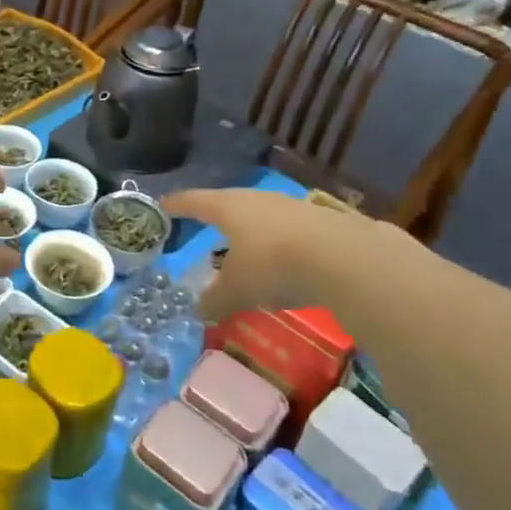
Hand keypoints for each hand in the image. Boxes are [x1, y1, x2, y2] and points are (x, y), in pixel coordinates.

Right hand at [162, 187, 409, 324]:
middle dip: (219, 217)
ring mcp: (293, 206)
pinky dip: (285, 245)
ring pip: (264, 216)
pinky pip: (293, 232)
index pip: (194, 201)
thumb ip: (215, 300)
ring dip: (255, 232)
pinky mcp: (324, 221)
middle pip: (230, 204)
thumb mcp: (237, 290)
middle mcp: (257, 199)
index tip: (164, 204)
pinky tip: (290, 263)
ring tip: (250, 252)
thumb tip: (199, 310)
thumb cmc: (274, 265)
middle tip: (208, 228)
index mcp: (228, 207)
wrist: (346, 258)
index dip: (177, 204)